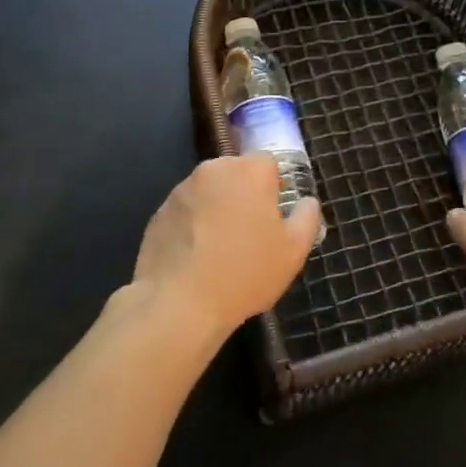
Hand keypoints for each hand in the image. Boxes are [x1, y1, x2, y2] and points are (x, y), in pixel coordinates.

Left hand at [131, 154, 322, 341]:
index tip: (274, 217)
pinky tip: (197, 258)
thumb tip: (307, 202)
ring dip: (218, 209)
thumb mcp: (293, 251)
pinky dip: (193, 226)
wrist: (178, 304)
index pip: (268, 163)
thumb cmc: (245, 273)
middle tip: (251, 235)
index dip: (274, 188)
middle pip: (236, 174)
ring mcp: (181, 190)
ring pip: (210, 192)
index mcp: (248, 171)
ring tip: (221, 250)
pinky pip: (186, 212)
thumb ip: (306, 217)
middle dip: (245, 196)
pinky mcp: (159, 212)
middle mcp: (213, 170)